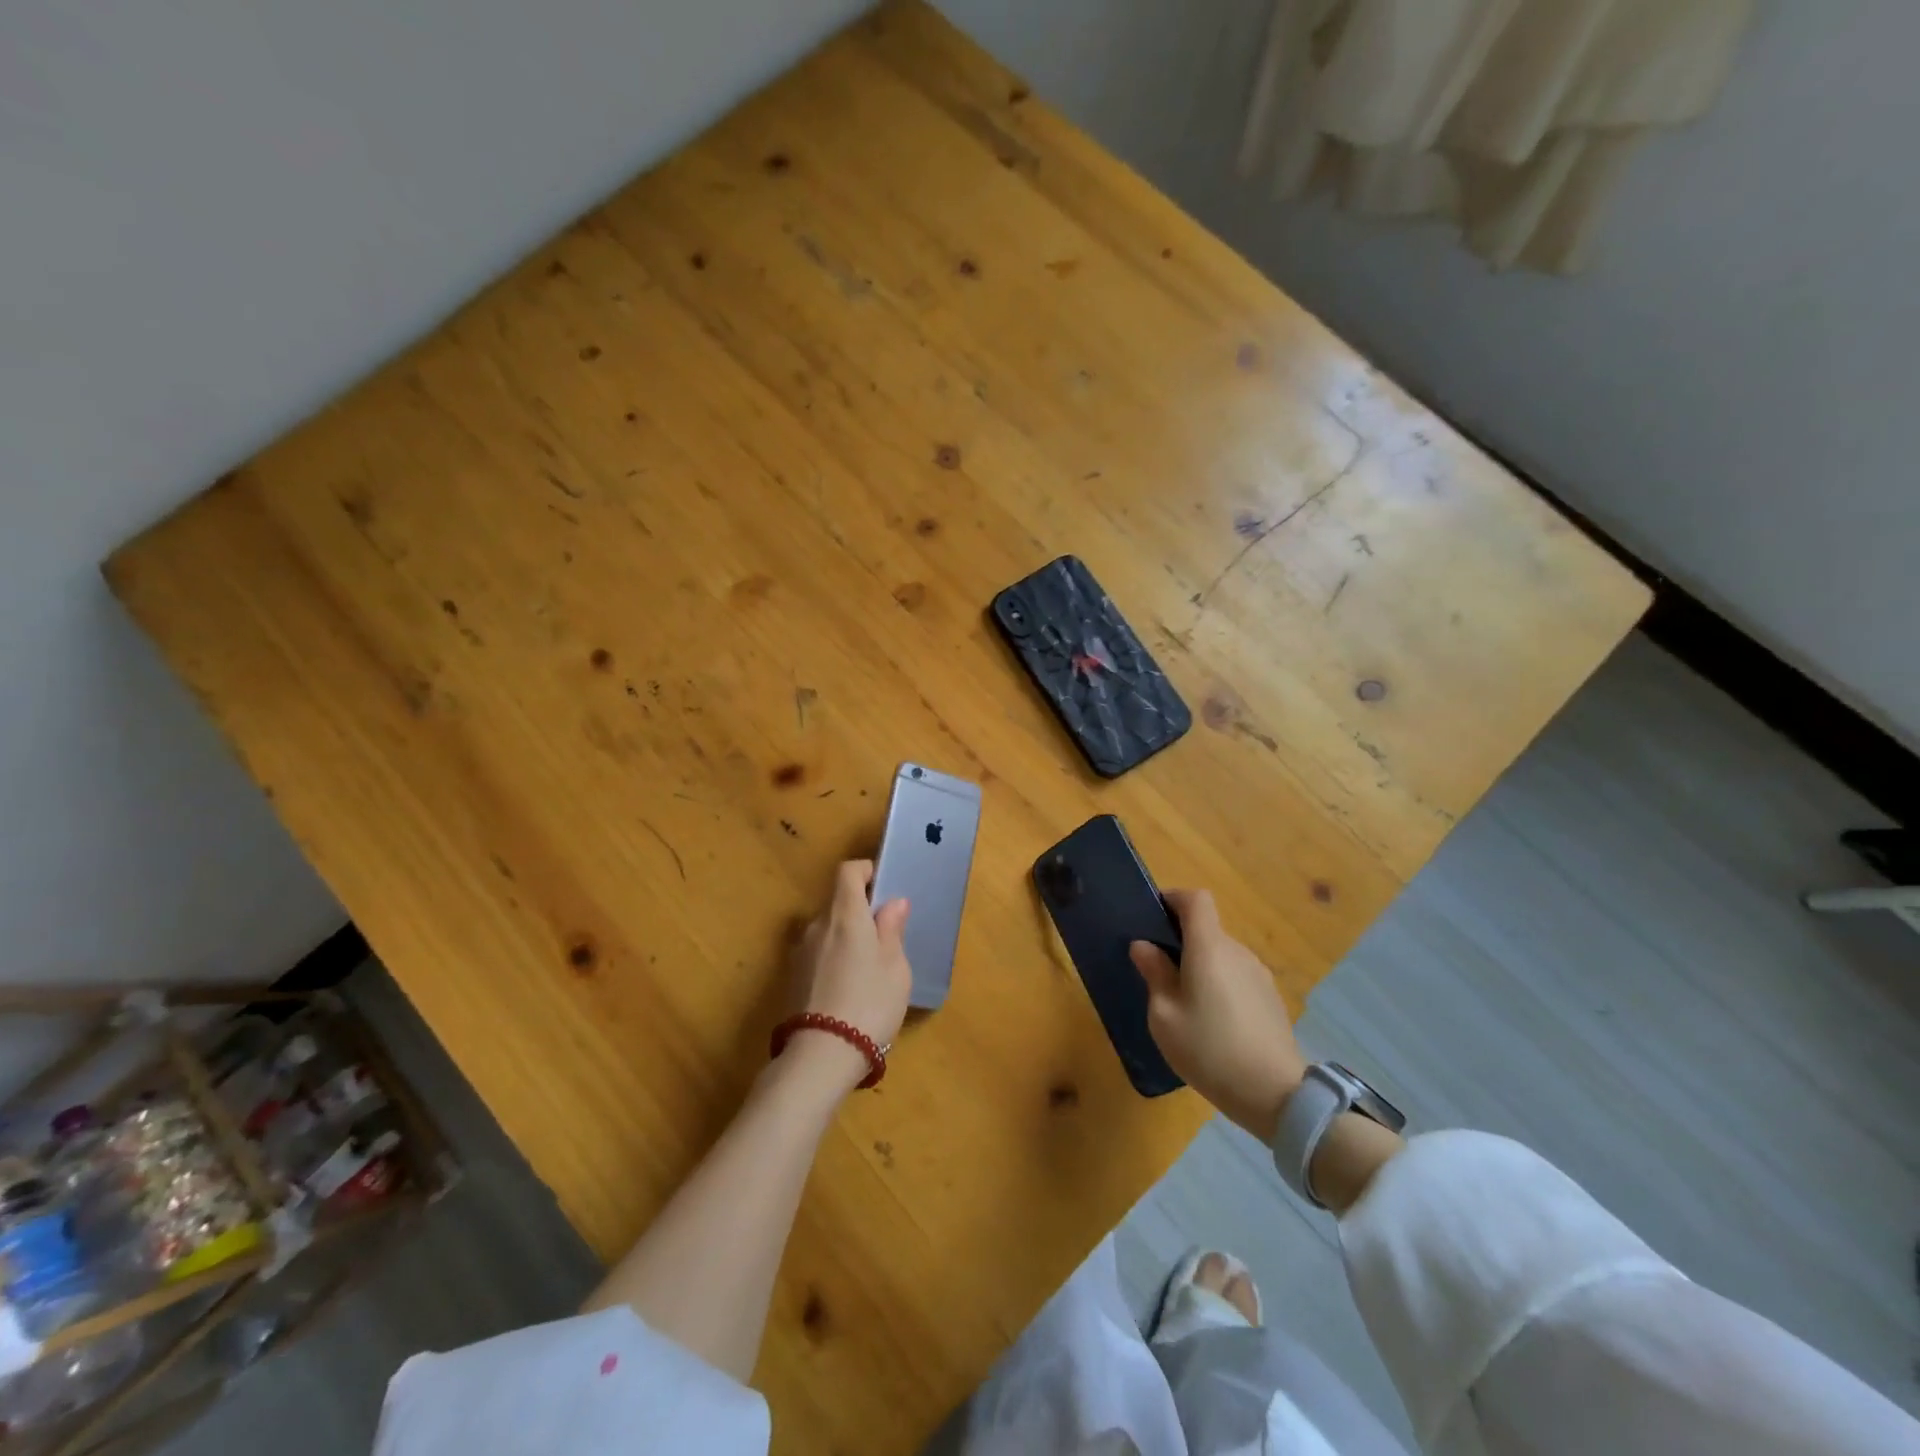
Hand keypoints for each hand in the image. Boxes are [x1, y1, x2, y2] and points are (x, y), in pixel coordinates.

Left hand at [786, 860, 911, 1086]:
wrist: (821, 1055)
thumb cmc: (869, 1003)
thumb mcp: (895, 967)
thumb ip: (892, 930)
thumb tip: (892, 903)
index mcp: (845, 914)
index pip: (848, 872)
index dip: (866, 871)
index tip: (883, 887)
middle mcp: (817, 925)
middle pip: (838, 903)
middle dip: (860, 911)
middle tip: (885, 937)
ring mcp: (800, 952)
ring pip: (828, 931)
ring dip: (847, 938)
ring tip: (869, 969)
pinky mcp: (792, 978)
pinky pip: (819, 954)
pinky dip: (834, 959)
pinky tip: (849, 988)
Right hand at [1130, 890, 1305, 1142]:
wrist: (1276, 1094)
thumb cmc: (1209, 1049)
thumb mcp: (1164, 1016)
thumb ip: (1154, 973)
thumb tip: (1144, 945)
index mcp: (1209, 947)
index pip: (1196, 899)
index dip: (1173, 899)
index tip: (1152, 917)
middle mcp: (1236, 951)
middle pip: (1206, 928)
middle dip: (1180, 940)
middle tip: (1157, 971)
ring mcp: (1258, 974)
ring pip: (1221, 954)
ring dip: (1200, 965)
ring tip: (1183, 1003)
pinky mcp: (1270, 997)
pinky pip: (1236, 976)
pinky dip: (1219, 984)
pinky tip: (1212, 1022)